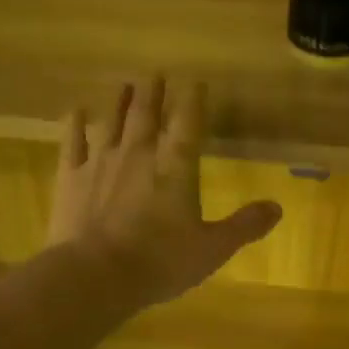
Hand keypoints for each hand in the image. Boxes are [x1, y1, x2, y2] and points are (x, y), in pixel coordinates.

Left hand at [48, 77, 280, 305]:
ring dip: (120, 101)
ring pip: (112, 120)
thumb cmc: (161, 261)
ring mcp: (101, 162)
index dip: (193, 100)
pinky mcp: (71, 177)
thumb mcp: (213, 249)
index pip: (188, 122)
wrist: (96, 274)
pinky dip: (75, 124)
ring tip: (125, 84)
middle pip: (147, 113)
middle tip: (155, 73)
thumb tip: (277, 207)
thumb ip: (244, 226)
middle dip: (153, 92)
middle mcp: (139, 153)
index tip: (195, 81)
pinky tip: (76, 111)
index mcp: (176, 166)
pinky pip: (73, 142)